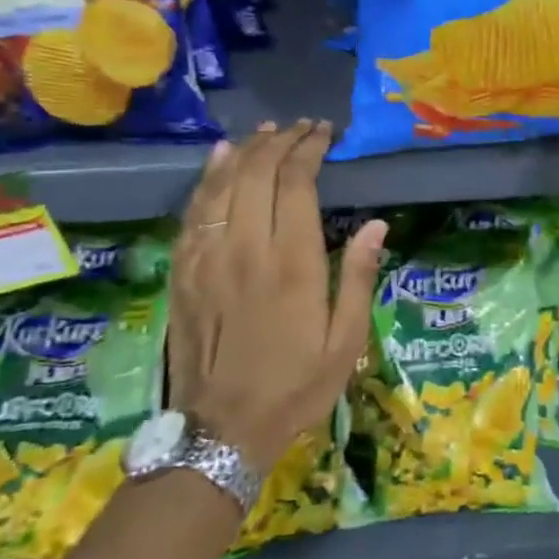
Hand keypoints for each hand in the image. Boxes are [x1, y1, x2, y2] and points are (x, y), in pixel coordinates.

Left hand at [167, 120, 385, 472]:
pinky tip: (218, 160)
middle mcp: (246, 248)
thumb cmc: (296, 386)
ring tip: (264, 133)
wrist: (221, 430)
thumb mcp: (346, 341)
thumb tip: (376, 223)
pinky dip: (206, 178)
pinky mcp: (182, 272)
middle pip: (256, 172)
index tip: (323, 133)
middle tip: (299, 128)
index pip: (296, 182)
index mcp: (292, 262)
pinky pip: (193, 211)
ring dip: (244, 151)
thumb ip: (358, 277)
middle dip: (279, 141)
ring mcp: (207, 258)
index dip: (309, 149)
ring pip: (221, 184)